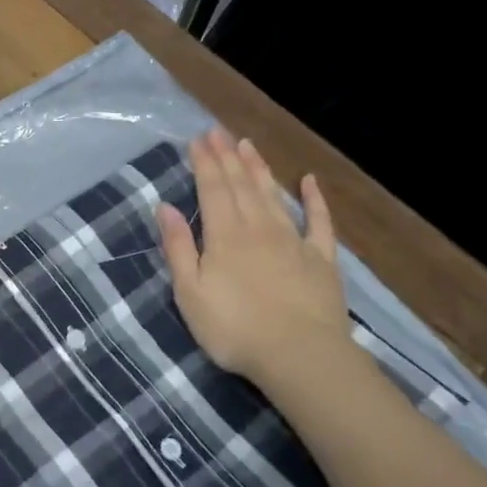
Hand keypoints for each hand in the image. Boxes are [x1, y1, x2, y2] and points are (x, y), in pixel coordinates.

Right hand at [157, 130, 352, 390]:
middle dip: (227, 157)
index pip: (212, 189)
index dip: (204, 163)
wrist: (300, 356)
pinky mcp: (321, 259)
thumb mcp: (191, 293)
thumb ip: (179, 248)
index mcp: (224, 236)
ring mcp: (293, 241)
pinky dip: (314, 199)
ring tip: (247, 145)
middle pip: (241, 185)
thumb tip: (165, 207)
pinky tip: (310, 181)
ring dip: (259, 168)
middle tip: (219, 131)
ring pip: (273, 195)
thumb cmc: (234, 329)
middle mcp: (258, 228)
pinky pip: (319, 222)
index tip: (198, 139)